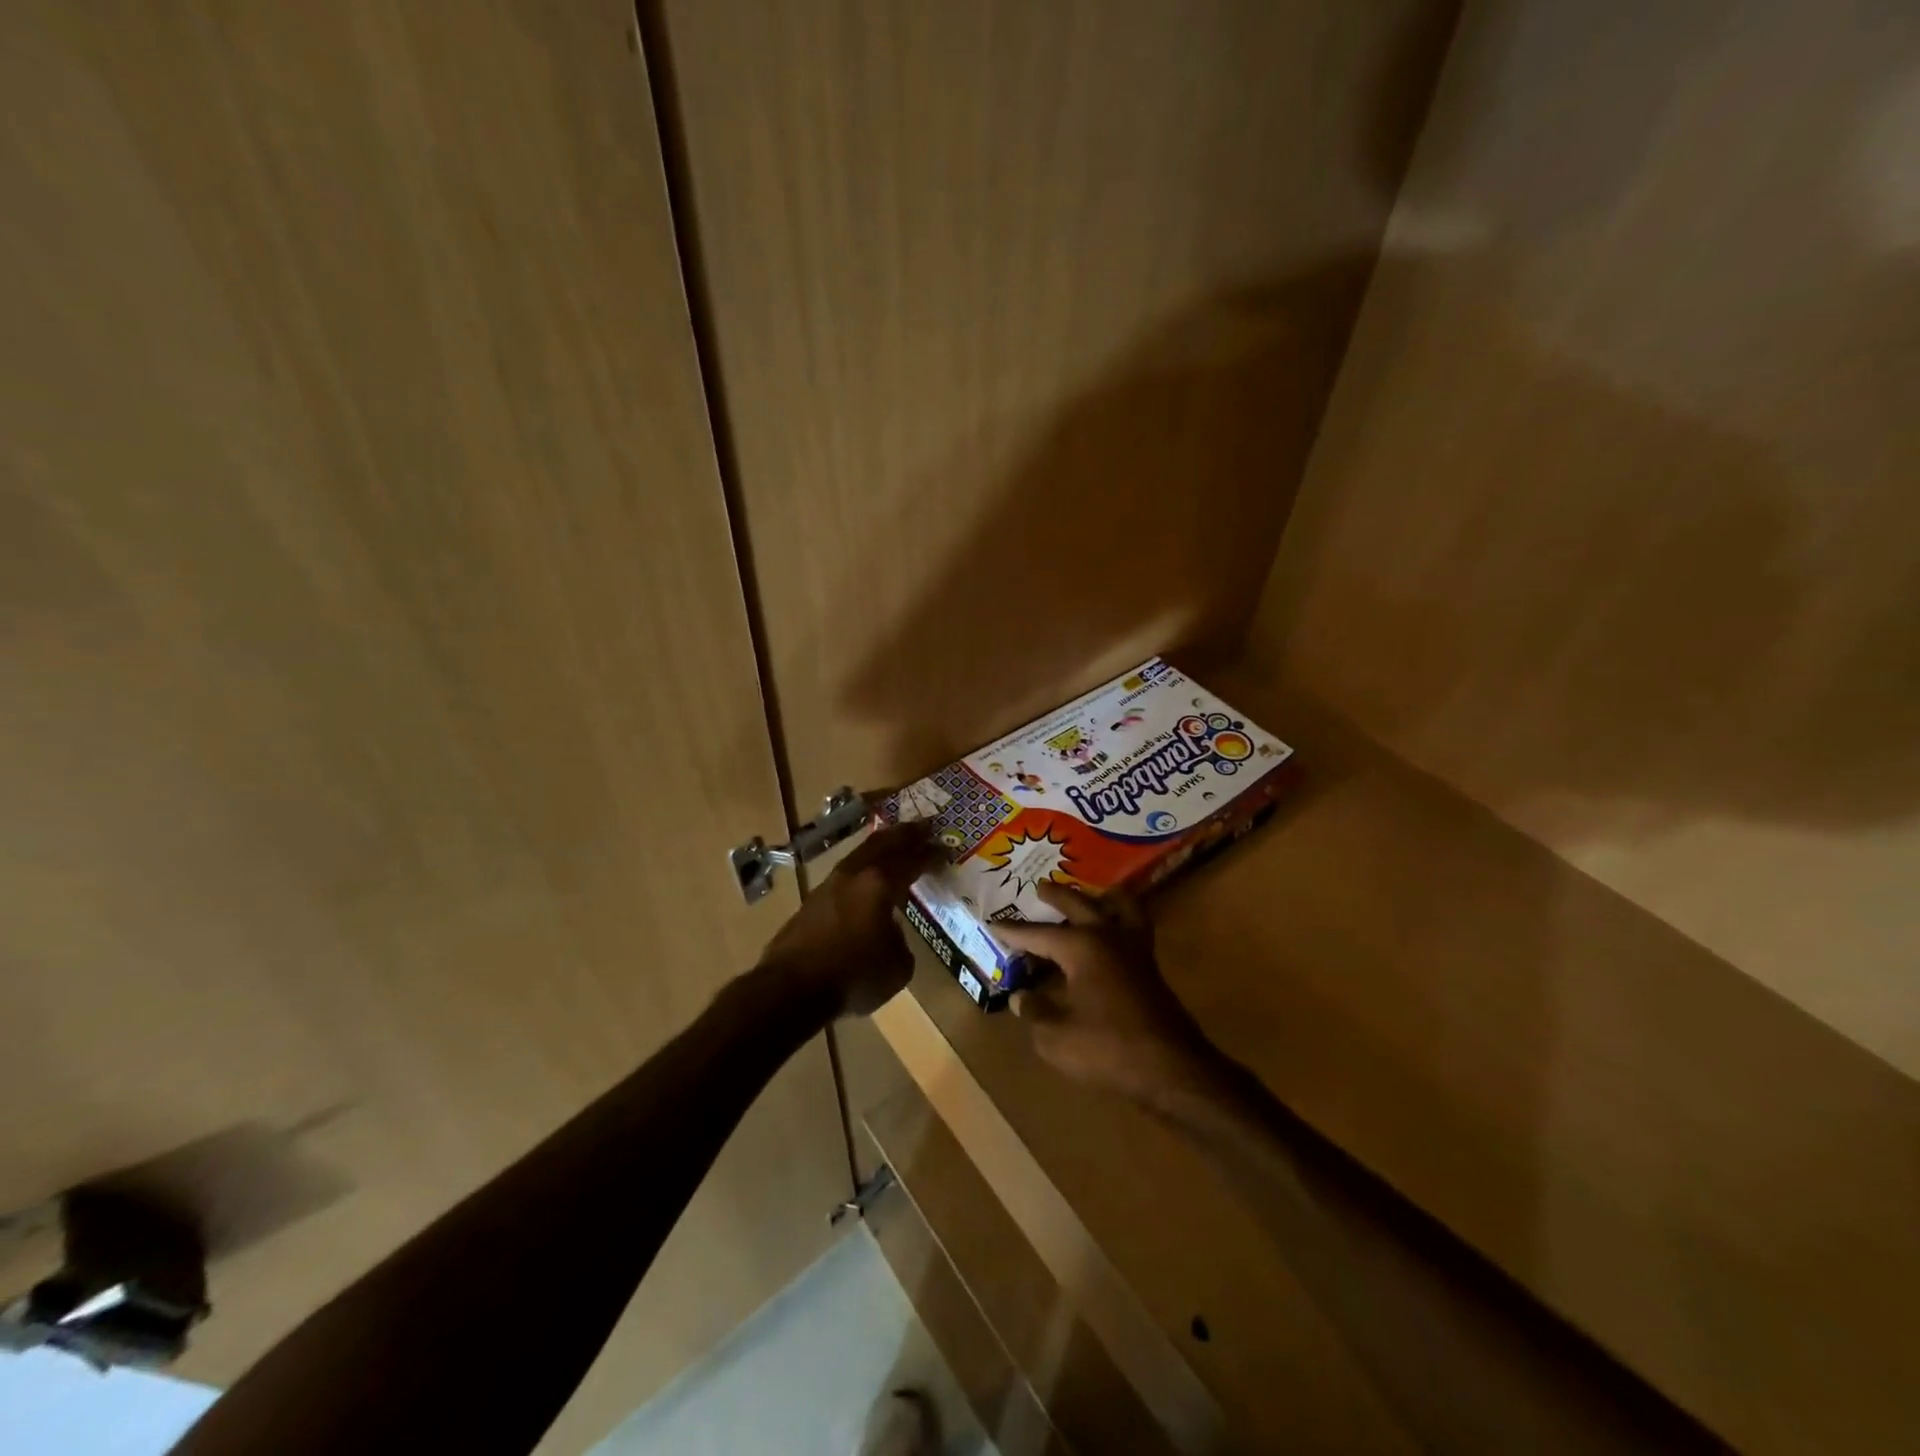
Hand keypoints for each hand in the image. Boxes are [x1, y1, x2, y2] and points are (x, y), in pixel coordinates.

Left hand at [758, 820, 938, 1017]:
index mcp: (879, 884)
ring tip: (895, 845)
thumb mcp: (897, 967)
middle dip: (906, 834)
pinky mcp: (812, 901)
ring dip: (881, 847)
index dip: (931, 854)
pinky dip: (863, 869)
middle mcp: (854, 875)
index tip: (946, 849)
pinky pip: (845, 875)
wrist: (790, 988)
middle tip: (924, 826)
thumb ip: (901, 941)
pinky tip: (866, 880)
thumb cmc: (853, 976)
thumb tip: (891, 933)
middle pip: (883, 843)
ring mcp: (829, 885)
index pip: (912, 860)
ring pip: (860, 854)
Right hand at [994, 882, 1223, 1106]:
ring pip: (1119, 906)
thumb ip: (1035, 1012)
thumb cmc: (1108, 1049)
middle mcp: (1108, 937)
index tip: (994, 923)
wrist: (1171, 1067)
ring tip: (1091, 894)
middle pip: (1079, 906)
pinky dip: (1123, 916)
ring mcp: (1134, 949)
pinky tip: (1114, 929)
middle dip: (1057, 896)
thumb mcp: (1056, 1037)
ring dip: (1100, 897)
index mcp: (1081, 947)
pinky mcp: (1150, 966)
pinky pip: (1135, 925)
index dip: (1014, 932)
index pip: (1038, 934)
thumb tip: (1021, 997)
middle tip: (1041, 887)